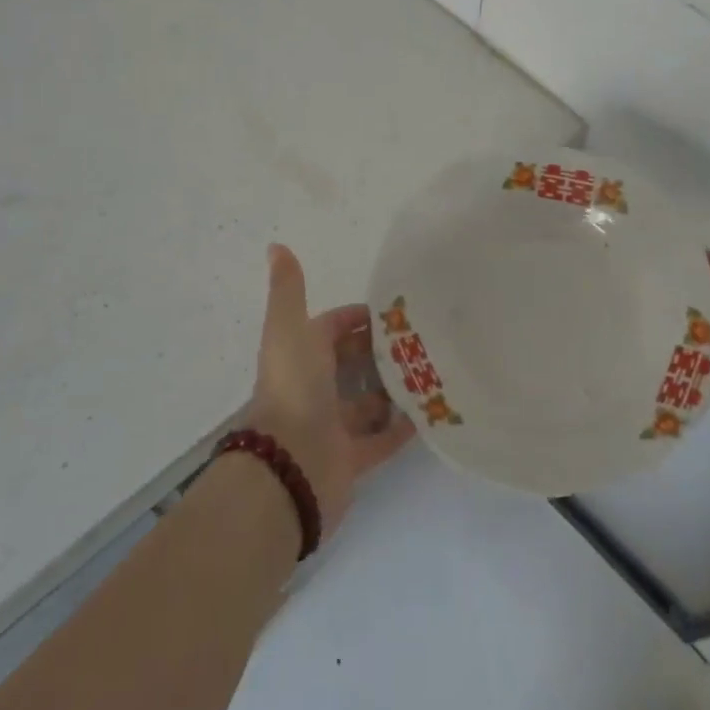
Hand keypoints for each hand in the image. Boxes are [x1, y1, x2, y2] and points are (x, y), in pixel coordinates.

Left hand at [244, 244, 413, 541]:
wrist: (289, 464)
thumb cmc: (293, 387)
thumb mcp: (290, 327)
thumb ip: (289, 289)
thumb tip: (275, 245)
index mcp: (301, 355)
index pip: (333, 328)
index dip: (359, 318)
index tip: (396, 312)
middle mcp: (315, 388)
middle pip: (352, 364)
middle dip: (381, 351)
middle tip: (424, 339)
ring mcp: (333, 426)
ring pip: (368, 402)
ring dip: (393, 388)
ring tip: (434, 369)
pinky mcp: (351, 459)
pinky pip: (381, 440)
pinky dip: (402, 428)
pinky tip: (430, 411)